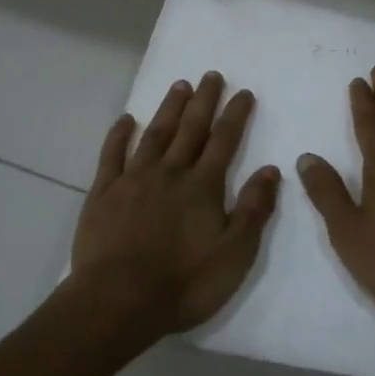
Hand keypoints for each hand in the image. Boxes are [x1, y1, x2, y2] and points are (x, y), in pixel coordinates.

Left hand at [69, 72, 279, 346]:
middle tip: (211, 74)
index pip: (224, 141)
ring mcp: (134, 179)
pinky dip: (119, 135)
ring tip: (180, 86)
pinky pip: (112, 155)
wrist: (117, 301)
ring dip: (169, 109)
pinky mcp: (104, 192)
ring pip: (155, 134)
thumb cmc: (183, 283)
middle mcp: (170, 172)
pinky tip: (126, 119)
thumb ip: (253, 210)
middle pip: (191, 128)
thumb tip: (270, 170)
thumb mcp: (234, 255)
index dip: (235, 115)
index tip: (244, 92)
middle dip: (204, 100)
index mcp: (203, 186)